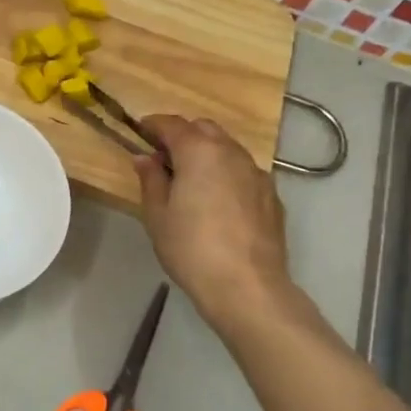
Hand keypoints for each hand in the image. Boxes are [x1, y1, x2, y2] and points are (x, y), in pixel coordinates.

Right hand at [133, 116, 291, 326]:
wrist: (247, 285)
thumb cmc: (191, 248)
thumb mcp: (157, 215)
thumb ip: (151, 180)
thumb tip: (145, 158)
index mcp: (199, 152)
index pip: (172, 124)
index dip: (153, 124)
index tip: (140, 130)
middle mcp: (231, 153)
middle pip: (204, 129)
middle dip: (183, 135)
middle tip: (163, 157)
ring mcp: (256, 173)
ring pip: (228, 148)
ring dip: (207, 153)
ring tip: (190, 179)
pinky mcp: (271, 195)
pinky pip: (243, 171)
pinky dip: (226, 173)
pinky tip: (217, 200)